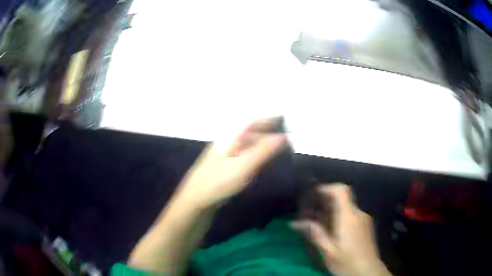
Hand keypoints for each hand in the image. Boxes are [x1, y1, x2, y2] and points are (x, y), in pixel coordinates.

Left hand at [176, 118, 285, 208]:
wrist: (195, 200)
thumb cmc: (219, 181)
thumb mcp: (244, 165)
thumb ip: (263, 150)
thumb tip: (283, 136)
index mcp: (229, 137)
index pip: (251, 122)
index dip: (267, 119)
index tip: (282, 119)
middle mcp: (225, 142)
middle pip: (248, 131)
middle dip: (265, 131)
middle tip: (282, 136)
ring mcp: (222, 154)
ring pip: (244, 143)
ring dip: (260, 142)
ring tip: (275, 147)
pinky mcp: (222, 166)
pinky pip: (241, 153)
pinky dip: (253, 153)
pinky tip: (258, 160)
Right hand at [292, 184, 391, 275]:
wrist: (368, 271)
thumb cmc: (346, 261)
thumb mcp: (327, 250)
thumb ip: (314, 233)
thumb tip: (295, 222)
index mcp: (348, 216)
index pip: (341, 190)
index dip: (327, 187)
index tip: (313, 194)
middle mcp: (358, 213)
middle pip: (342, 199)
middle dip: (326, 203)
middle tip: (311, 214)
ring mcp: (364, 219)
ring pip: (346, 208)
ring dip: (332, 212)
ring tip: (319, 225)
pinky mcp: (366, 226)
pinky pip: (351, 215)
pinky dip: (340, 218)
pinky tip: (333, 233)